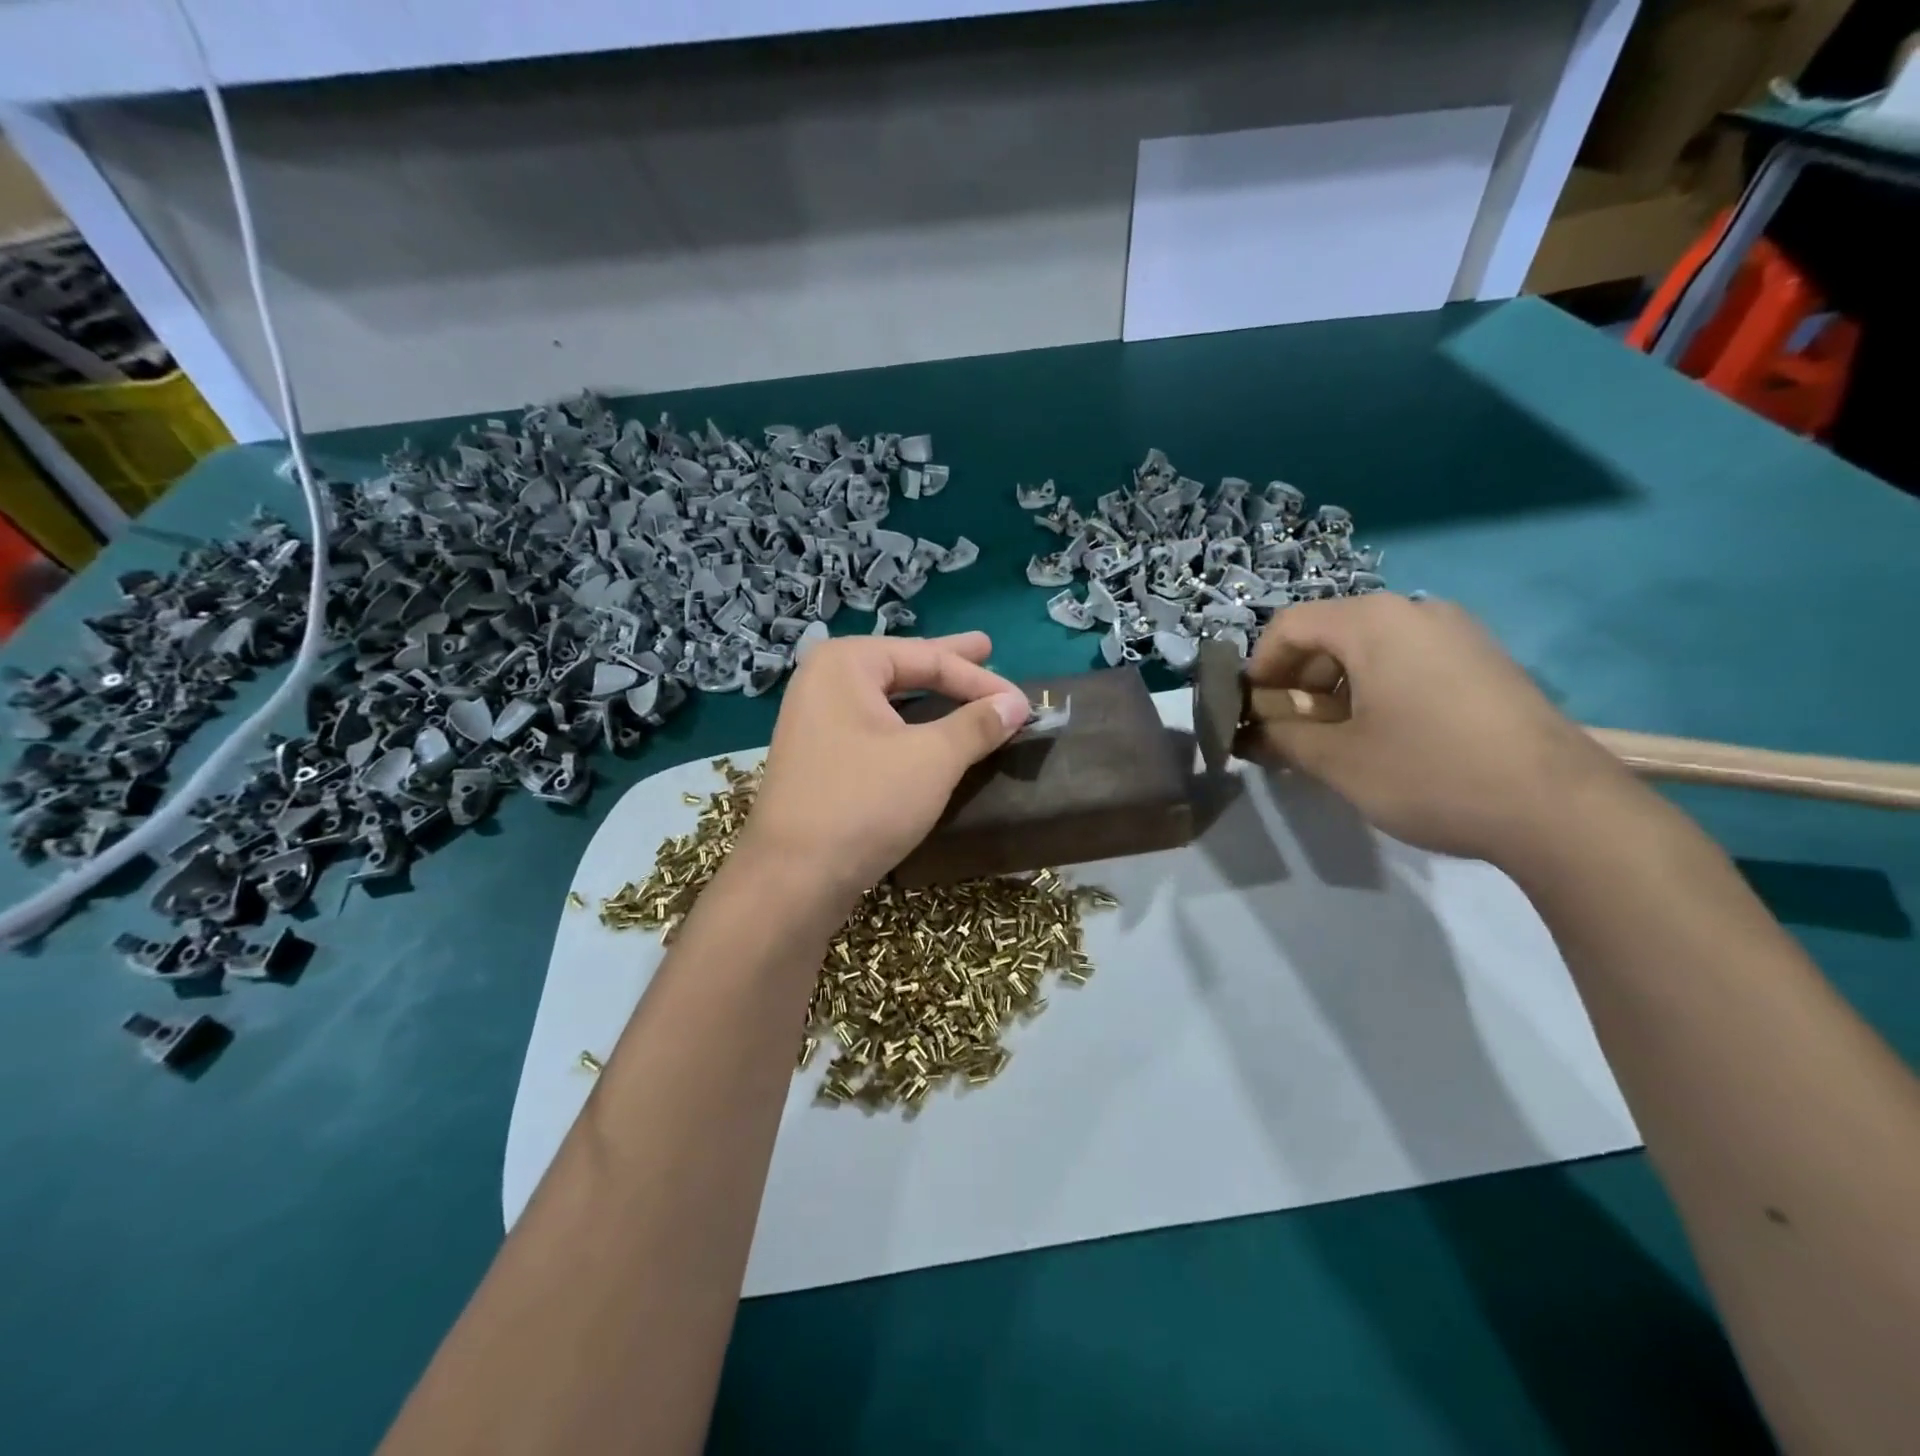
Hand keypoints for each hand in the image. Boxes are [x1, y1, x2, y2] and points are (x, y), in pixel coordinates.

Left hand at [741, 631, 1029, 903]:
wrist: (793, 878)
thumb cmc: (864, 803)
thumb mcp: (932, 759)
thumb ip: (977, 724)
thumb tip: (1017, 704)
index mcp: (846, 664)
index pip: (928, 659)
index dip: (981, 680)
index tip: (1025, 702)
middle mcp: (825, 682)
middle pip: (904, 668)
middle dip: (949, 664)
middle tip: (987, 647)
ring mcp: (817, 721)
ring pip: (890, 700)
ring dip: (932, 696)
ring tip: (965, 683)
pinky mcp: (821, 758)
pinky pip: (877, 728)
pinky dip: (911, 726)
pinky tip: (931, 729)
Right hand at [1237, 594, 1634, 865]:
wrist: (1560, 808)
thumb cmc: (1429, 773)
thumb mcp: (1337, 762)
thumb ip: (1282, 739)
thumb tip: (1249, 733)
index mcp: (1373, 622)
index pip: (1289, 626)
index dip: (1259, 668)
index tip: (1253, 713)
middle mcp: (1415, 610)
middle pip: (1330, 632)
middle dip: (1298, 680)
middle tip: (1292, 730)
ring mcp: (1458, 632)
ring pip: (1371, 647)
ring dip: (1336, 687)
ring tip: (1338, 738)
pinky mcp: (1486, 659)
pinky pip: (1410, 659)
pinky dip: (1378, 688)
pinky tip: (1389, 736)